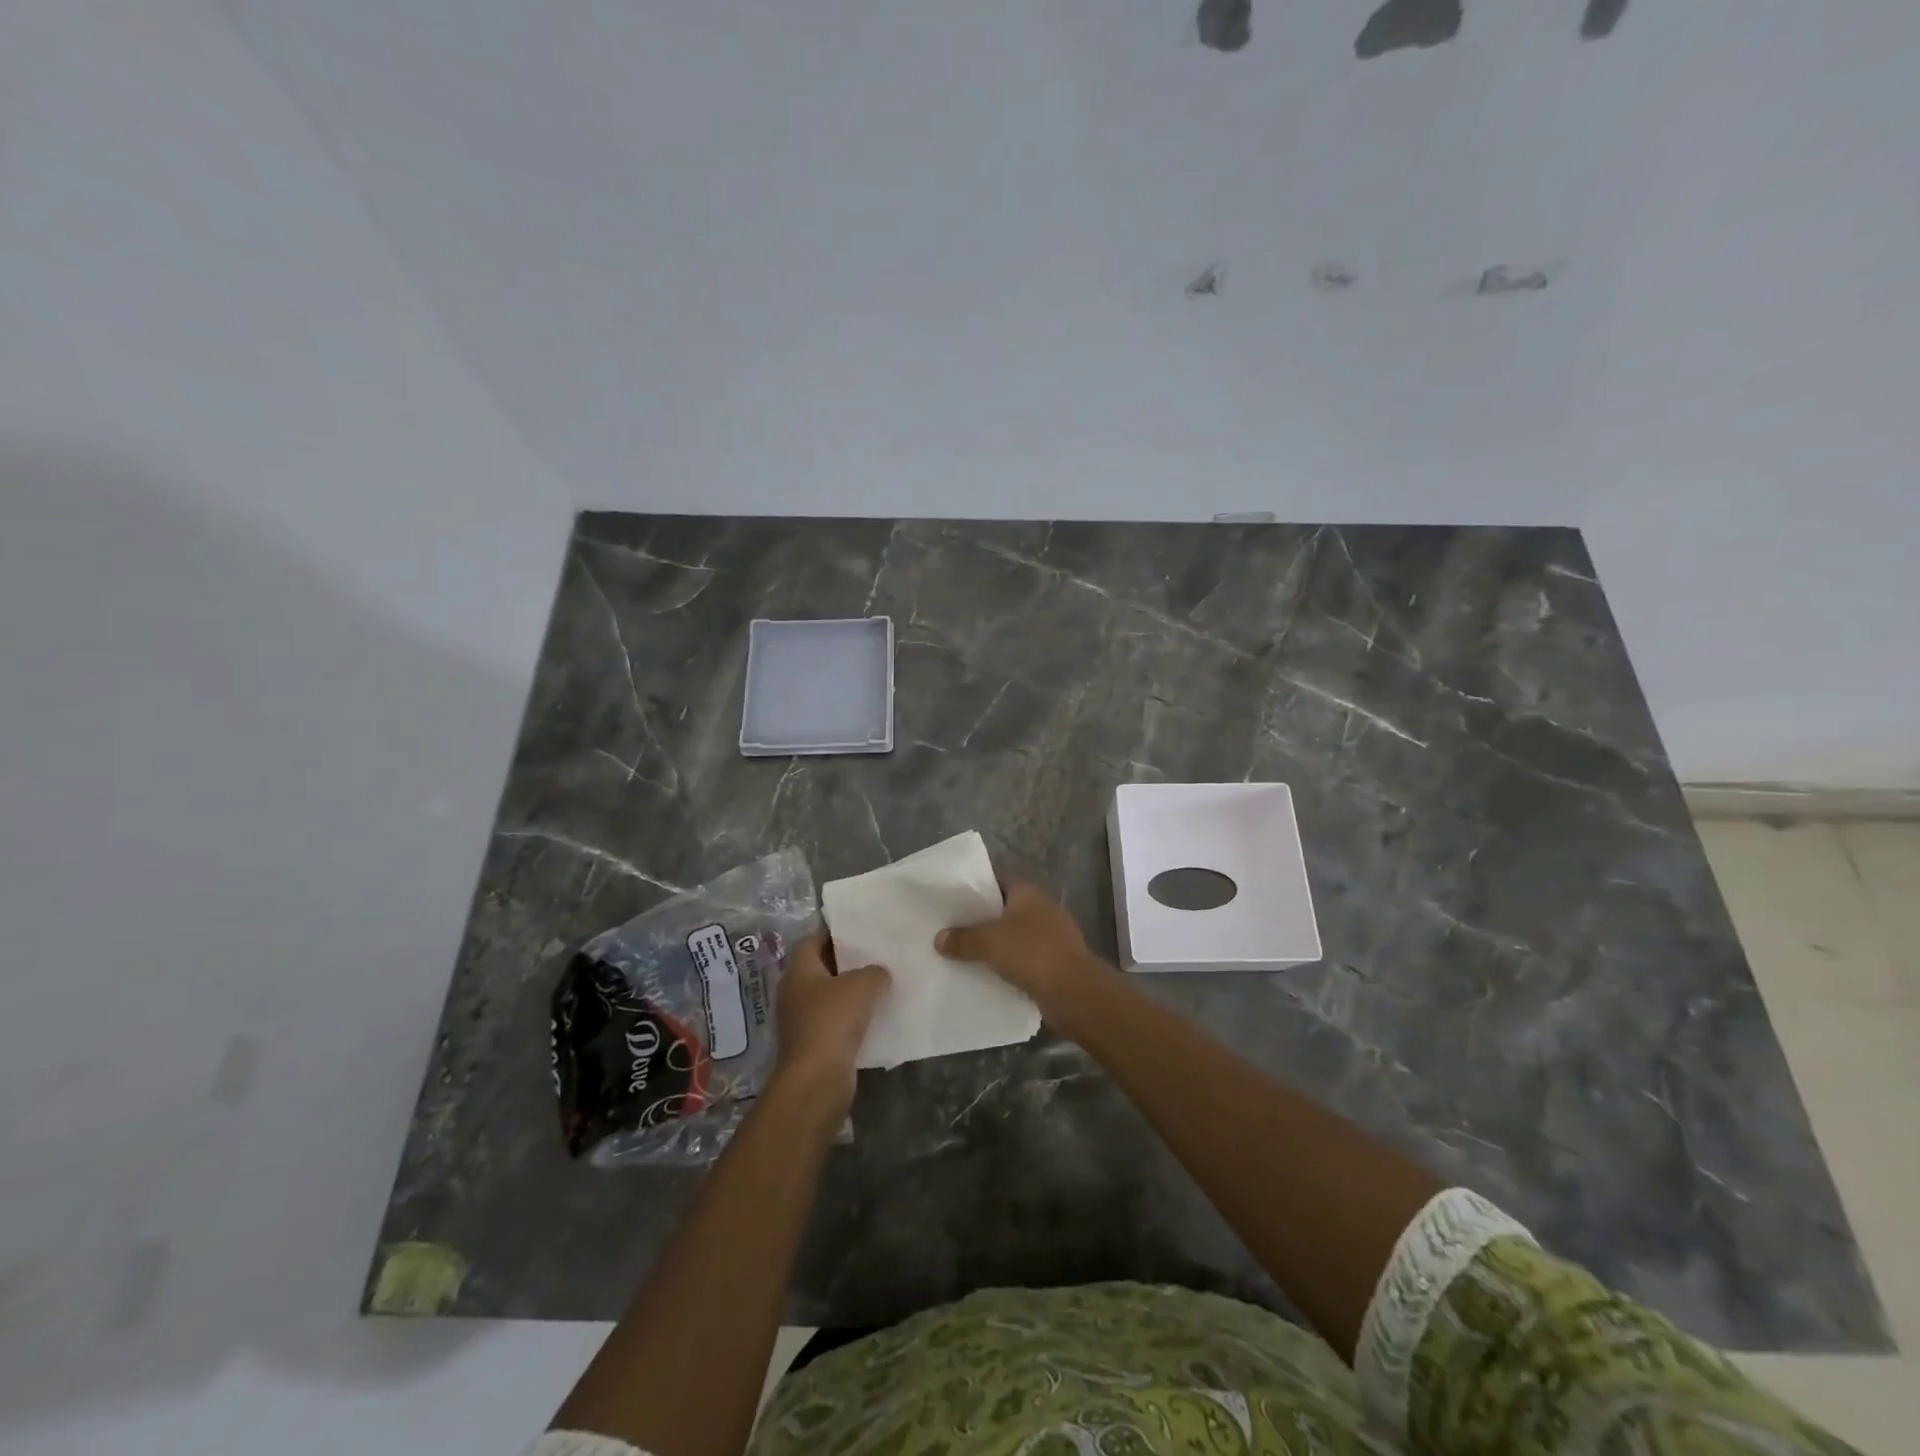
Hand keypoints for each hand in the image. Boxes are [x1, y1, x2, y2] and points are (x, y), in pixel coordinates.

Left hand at [773, 932, 889, 1113]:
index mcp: (798, 970)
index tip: (858, 931)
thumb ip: (875, 971)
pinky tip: (875, 1016)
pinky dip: (851, 1018)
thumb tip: (879, 973)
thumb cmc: (834, 1019)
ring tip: (880, 984)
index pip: (812, 940)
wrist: (817, 1078)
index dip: (833, 933)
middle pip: (820, 968)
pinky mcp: (812, 1045)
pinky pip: (834, 1022)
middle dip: (845, 962)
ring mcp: (801, 1020)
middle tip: (874, 954)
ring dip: (850, 992)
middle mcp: (794, 993)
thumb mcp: (863, 984)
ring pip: (828, 997)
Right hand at [934, 881, 1107, 1019]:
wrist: (1074, 992)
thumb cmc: (1032, 953)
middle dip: (981, 921)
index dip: (974, 890)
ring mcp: (1051, 935)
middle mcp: (1042, 908)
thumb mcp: (989, 942)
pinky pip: (1024, 958)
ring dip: (995, 945)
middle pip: (1004, 910)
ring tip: (963, 954)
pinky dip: (1008, 965)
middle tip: (951, 930)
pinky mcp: (1055, 961)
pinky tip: (987, 974)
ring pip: (1014, 936)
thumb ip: (962, 938)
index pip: (996, 882)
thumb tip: (939, 938)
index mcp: (1028, 892)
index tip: (951, 903)